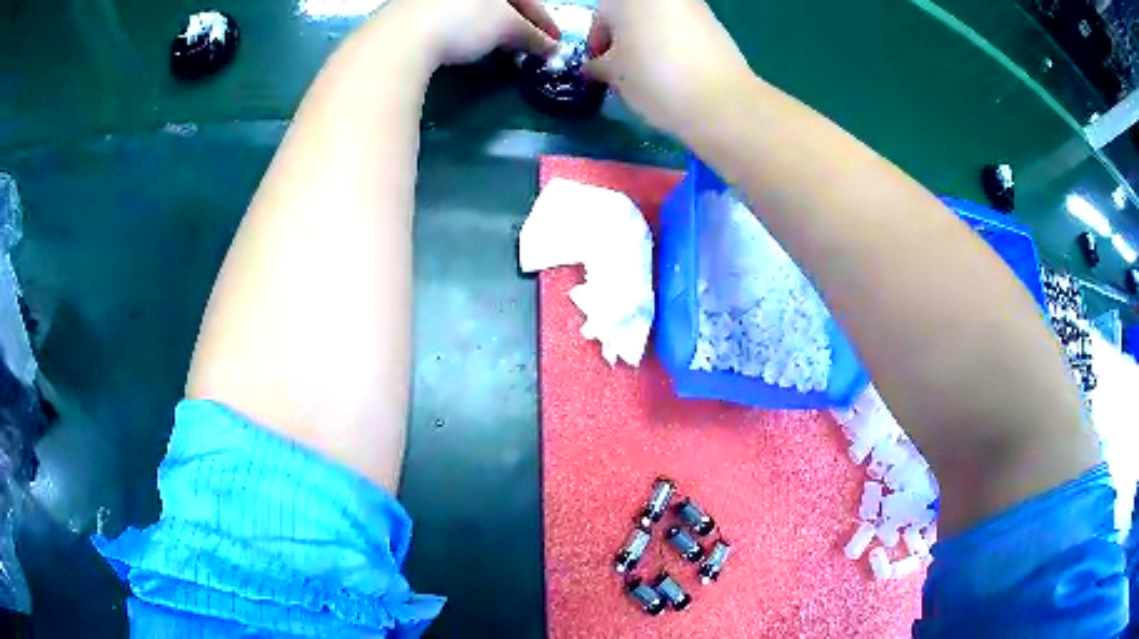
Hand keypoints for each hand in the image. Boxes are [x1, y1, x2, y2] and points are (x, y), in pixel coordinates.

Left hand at [391, 0, 560, 65]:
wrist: (399, 39)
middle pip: (499, 4)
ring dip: (490, 29)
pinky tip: (466, 46)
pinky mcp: (409, 12)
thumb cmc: (462, 21)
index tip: (554, 43)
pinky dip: (465, 31)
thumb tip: (550, 47)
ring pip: (473, 10)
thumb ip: (532, 34)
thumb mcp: (506, 26)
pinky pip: (449, 17)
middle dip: (517, 24)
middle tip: (528, 46)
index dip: (543, 21)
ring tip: (498, 49)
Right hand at [585, 0, 753, 138]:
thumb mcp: (614, 74)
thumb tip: (596, 66)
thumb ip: (598, 64)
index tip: (600, 67)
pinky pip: (683, 30)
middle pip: (632, 13)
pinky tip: (675, 73)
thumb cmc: (654, 78)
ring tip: (650, 74)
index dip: (597, 41)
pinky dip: (674, 45)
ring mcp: (693, 6)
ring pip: (659, 21)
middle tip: (623, 70)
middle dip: (624, 38)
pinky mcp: (715, 24)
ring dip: (648, 41)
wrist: (721, 102)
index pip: (601, 14)